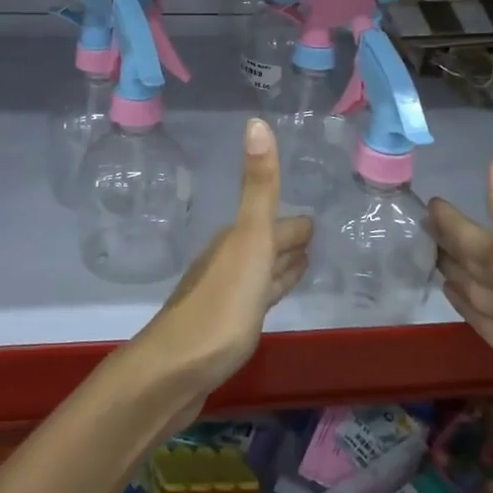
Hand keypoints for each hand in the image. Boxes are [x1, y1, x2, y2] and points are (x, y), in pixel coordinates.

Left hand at [129, 119, 312, 423]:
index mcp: (236, 240)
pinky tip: (269, 303)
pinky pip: (254, 302)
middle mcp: (228, 262)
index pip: (275, 224)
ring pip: (260, 274)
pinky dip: (269, 294)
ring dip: (280, 268)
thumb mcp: (249, 241)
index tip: (317, 220)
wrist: (174, 372)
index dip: (296, 225)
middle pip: (267, 246)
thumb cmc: (220, 306)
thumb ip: (259, 187)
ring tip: (304, 266)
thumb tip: (256, 121)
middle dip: (290, 242)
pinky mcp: (224, 330)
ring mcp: (225, 297)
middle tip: (318, 241)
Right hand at [430, 149, 492, 492]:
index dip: (451, 217)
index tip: (423, 197)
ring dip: (452, 266)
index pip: (475, 232)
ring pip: (475, 282)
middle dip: (447, 237)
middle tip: (412, 221)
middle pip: (474, 254)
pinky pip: (480, 313)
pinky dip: (463, 300)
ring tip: (423, 252)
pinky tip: (449, 292)